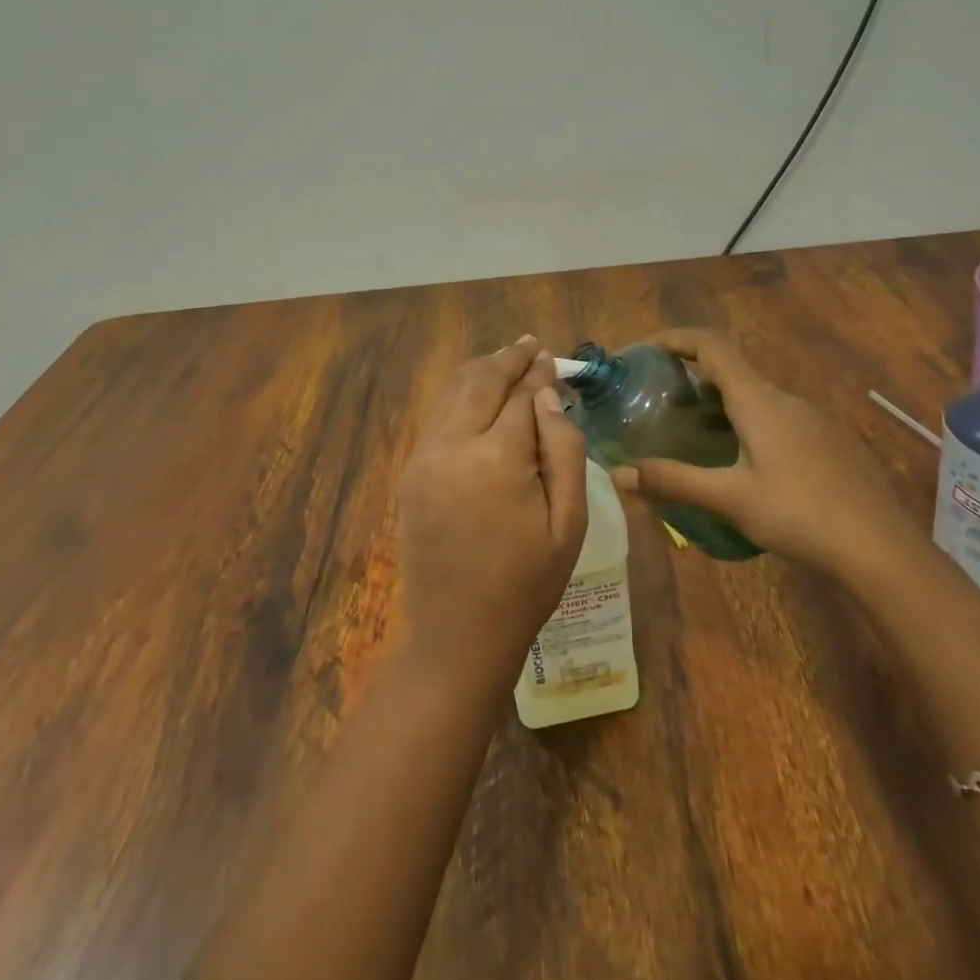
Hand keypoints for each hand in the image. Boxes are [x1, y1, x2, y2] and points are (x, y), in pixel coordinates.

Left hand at [396, 336, 588, 686]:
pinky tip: (477, 394)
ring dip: (480, 371)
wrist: (456, 634)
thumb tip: (548, 397)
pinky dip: (459, 395)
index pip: (521, 396)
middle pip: (480, 381)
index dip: (539, 374)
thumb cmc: (526, 584)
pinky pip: (437, 416)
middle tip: (530, 345)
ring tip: (506, 359)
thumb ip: (562, 450)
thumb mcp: (568, 522)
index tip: (552, 358)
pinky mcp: (410, 471)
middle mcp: (452, 445)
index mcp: (496, 459)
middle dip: (507, 359)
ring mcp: (423, 457)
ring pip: (451, 392)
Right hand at [612, 328, 916, 577]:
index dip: (674, 338)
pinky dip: (745, 423)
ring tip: (690, 433)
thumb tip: (618, 474)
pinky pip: (776, 417)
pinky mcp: (828, 442)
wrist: (883, 550)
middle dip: (690, 375)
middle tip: (657, 401)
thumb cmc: (801, 515)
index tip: (642, 351)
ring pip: (754, 396)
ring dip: (718, 402)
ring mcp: (812, 419)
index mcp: (758, 400)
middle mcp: (785, 398)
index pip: (711, 344)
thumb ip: (673, 481)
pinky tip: (740, 463)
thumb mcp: (730, 499)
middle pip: (731, 368)